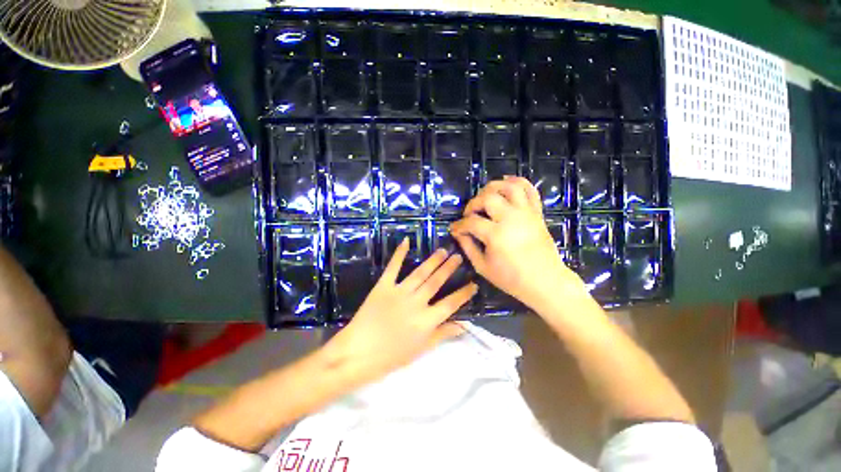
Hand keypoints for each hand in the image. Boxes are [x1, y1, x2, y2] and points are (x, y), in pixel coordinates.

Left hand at [324, 239, 477, 386]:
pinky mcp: (383, 285)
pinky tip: (406, 241)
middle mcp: (416, 302)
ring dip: (433, 260)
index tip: (474, 283)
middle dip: (449, 268)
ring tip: (443, 250)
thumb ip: (443, 334)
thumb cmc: (391, 356)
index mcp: (427, 320)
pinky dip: (400, 253)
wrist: (358, 353)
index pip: (451, 303)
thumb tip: (464, 325)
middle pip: (437, 282)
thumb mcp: (421, 349)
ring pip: (421, 272)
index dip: (464, 293)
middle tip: (458, 256)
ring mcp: (400, 291)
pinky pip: (393, 267)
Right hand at [450, 177, 584, 310]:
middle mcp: (511, 218)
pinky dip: (518, 181)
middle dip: (473, 204)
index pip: (471, 222)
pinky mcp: (536, 213)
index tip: (454, 229)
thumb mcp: (482, 266)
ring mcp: (526, 213)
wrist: (545, 282)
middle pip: (487, 198)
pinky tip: (507, 182)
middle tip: (469, 215)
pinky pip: (529, 190)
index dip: (459, 225)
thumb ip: (468, 247)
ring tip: (485, 196)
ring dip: (493, 187)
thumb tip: (458, 233)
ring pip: (509, 187)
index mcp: (496, 235)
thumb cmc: (511, 278)